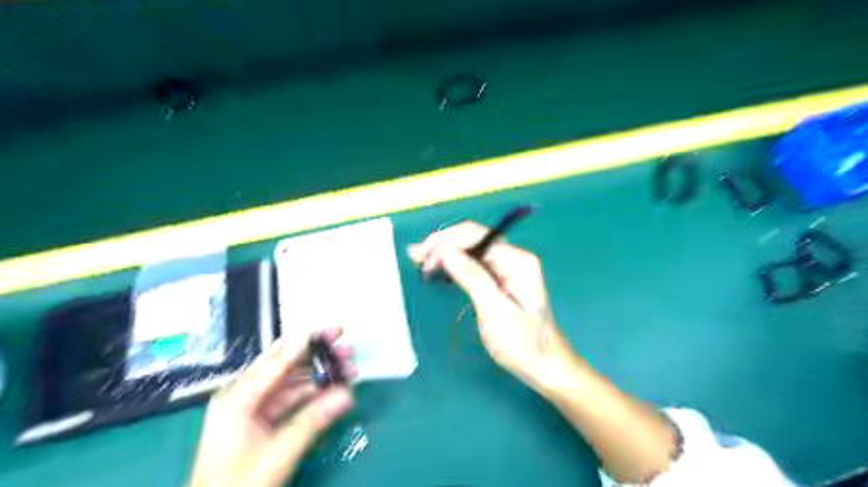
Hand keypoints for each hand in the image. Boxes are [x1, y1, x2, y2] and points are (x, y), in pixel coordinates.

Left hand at [189, 330, 353, 486]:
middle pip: (287, 365)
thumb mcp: (277, 454)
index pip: (279, 358)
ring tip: (349, 370)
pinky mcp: (261, 423)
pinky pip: (291, 400)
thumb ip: (313, 420)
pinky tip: (334, 391)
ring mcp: (253, 409)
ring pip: (292, 382)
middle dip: (320, 356)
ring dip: (321, 375)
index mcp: (238, 397)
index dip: (310, 341)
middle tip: (348, 350)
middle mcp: (244, 396)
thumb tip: (347, 394)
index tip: (337, 331)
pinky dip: (314, 395)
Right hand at [409, 221, 574, 391]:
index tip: (424, 261)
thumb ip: (473, 278)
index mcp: (517, 261)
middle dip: (442, 243)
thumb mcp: (495, 312)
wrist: (546, 366)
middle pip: (473, 237)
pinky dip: (454, 262)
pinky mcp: (501, 278)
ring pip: (471, 248)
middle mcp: (513, 257)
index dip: (447, 244)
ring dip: (445, 250)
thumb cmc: (523, 345)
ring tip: (419, 258)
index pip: (476, 237)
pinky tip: (438, 265)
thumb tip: (447, 252)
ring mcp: (508, 267)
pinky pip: (474, 262)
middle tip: (415, 255)